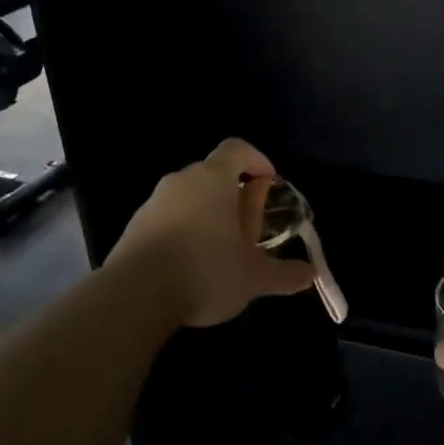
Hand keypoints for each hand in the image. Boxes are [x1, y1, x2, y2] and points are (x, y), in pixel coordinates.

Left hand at [108, 139, 316, 327]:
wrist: (134, 296)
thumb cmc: (205, 271)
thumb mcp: (254, 277)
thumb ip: (285, 274)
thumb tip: (309, 274)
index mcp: (213, 178)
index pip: (237, 148)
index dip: (257, 160)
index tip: (269, 183)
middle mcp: (182, 180)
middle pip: (214, 174)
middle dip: (236, 195)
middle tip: (250, 228)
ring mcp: (154, 202)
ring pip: (190, 197)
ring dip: (209, 214)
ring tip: (222, 250)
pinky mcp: (134, 226)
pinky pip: (168, 218)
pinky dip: (184, 231)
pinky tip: (190, 265)